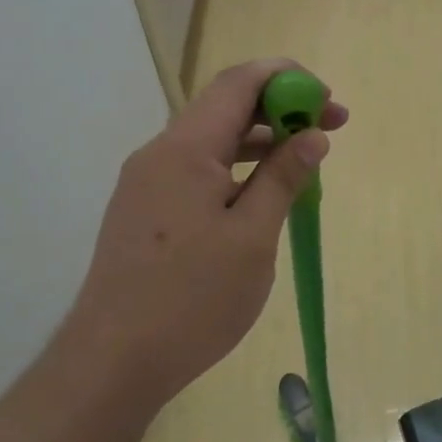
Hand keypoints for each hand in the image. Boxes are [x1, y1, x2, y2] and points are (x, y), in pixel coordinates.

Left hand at [68, 59, 348, 410]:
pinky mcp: (145, 209)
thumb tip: (313, 136)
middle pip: (225, 106)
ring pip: (212, 139)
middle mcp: (160, 153)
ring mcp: (148, 182)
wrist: (111, 363)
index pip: (239, 82)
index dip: (288, 78)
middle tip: (330, 129)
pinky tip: (263, 193)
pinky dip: (237, 166)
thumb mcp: (253, 236)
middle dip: (281, 108)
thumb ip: (283, 177)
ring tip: (305, 160)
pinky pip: (198, 168)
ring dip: (261, 139)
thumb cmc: (192, 298)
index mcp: (185, 149)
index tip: (328, 101)